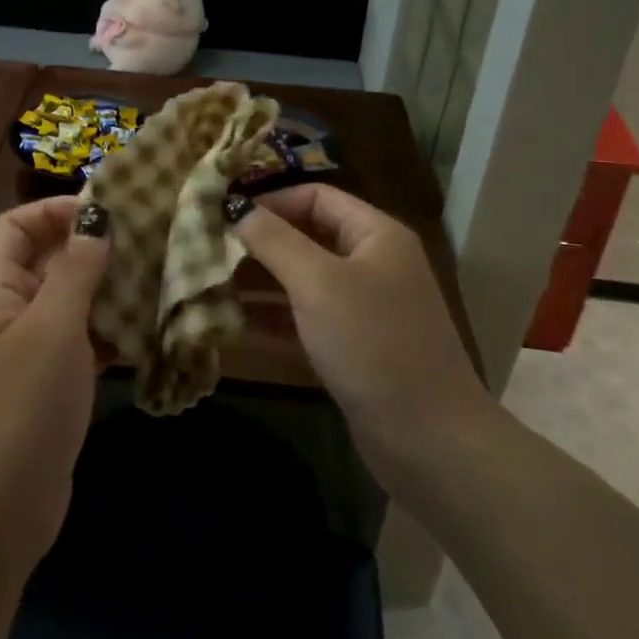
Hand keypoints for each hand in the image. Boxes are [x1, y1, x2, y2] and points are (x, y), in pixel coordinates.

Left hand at [0, 196, 110, 569]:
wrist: (2, 507)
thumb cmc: (24, 404)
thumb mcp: (53, 326)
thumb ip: (76, 268)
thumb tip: (96, 217)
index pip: (14, 225)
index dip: (53, 210)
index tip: (104, 212)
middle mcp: (10, 310)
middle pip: (47, 257)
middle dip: (90, 245)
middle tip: (143, 239)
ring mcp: (32, 347)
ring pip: (71, 297)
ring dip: (107, 285)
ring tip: (155, 275)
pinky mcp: (54, 379)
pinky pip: (84, 336)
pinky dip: (111, 326)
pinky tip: (147, 326)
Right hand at [232, 186, 489, 481]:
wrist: (429, 441)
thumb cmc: (373, 344)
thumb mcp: (318, 283)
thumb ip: (274, 241)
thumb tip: (237, 208)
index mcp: (375, 234)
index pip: (315, 197)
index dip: (270, 202)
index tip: (224, 216)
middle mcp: (372, 263)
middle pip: (306, 238)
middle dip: (258, 245)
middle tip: (209, 254)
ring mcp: (364, 308)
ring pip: (302, 282)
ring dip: (259, 284)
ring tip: (210, 288)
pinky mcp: (353, 348)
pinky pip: (305, 321)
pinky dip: (272, 321)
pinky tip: (231, 327)